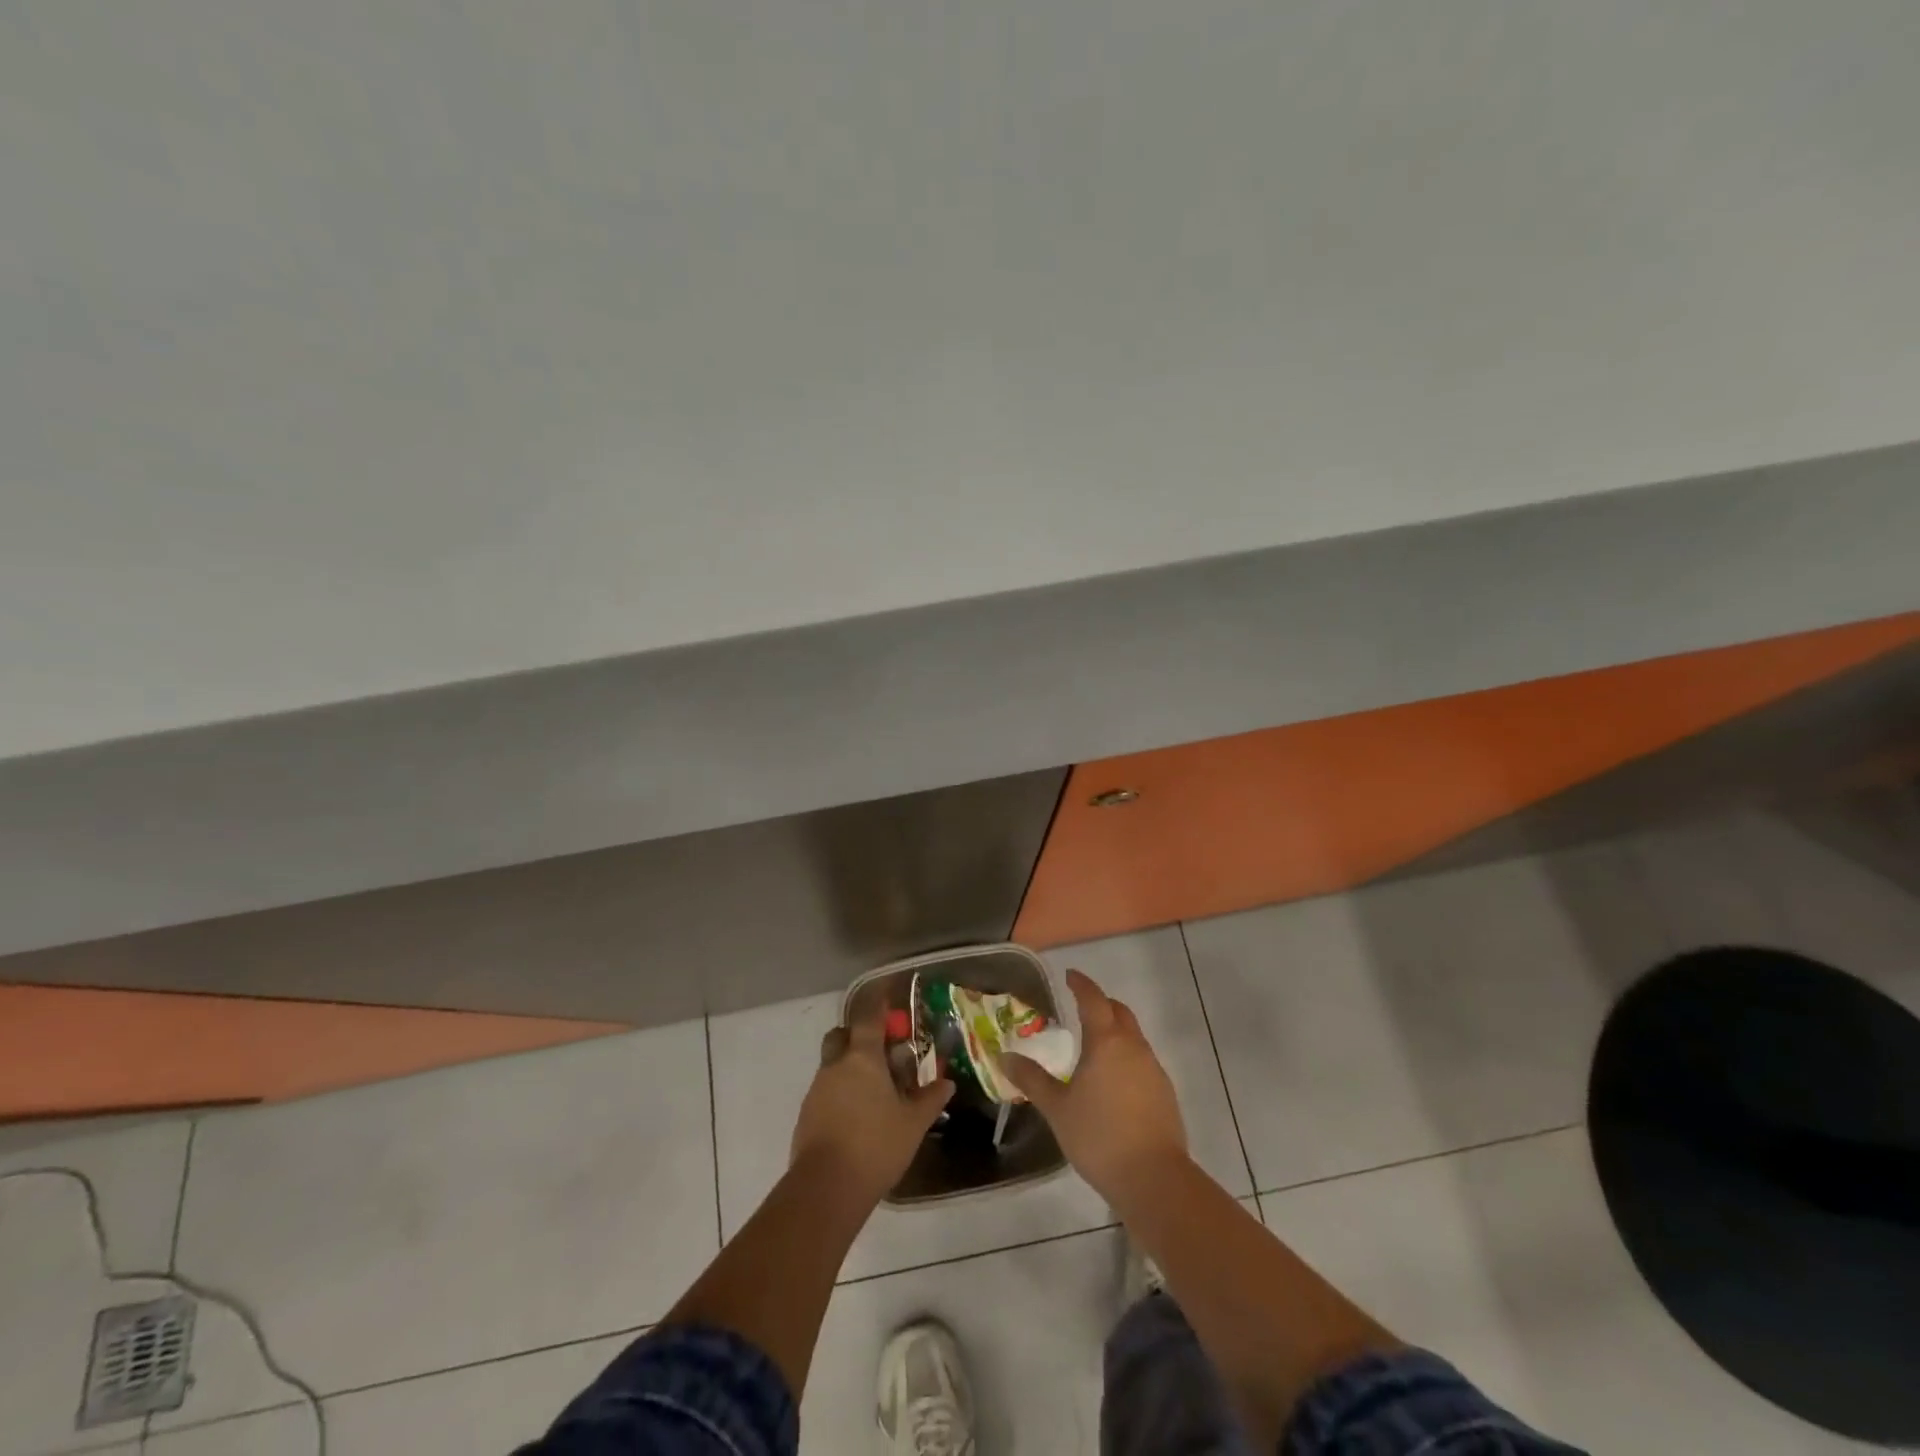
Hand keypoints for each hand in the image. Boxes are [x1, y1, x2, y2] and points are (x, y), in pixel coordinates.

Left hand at [790, 1011, 953, 1204]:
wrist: (826, 1188)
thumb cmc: (876, 1145)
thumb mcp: (913, 1123)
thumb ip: (930, 1099)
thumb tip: (946, 1083)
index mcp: (862, 1058)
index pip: (869, 1018)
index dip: (878, 1006)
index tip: (887, 998)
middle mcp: (835, 1066)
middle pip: (841, 1036)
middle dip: (856, 1037)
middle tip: (880, 1053)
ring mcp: (817, 1090)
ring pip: (832, 1065)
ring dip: (849, 1069)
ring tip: (874, 1092)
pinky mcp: (806, 1115)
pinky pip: (825, 1092)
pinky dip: (840, 1094)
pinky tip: (857, 1117)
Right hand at [1000, 969, 1188, 1199]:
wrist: (1153, 1179)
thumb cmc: (1099, 1136)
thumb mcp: (1057, 1108)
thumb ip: (1032, 1079)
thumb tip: (1005, 1057)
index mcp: (1106, 1042)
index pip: (1093, 999)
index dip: (1081, 984)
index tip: (1070, 975)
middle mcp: (1133, 1047)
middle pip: (1119, 1012)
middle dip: (1101, 1004)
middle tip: (1081, 1007)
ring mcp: (1153, 1070)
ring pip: (1133, 1037)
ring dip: (1115, 1031)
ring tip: (1093, 1047)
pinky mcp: (1164, 1093)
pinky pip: (1142, 1061)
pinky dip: (1126, 1057)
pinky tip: (1112, 1081)